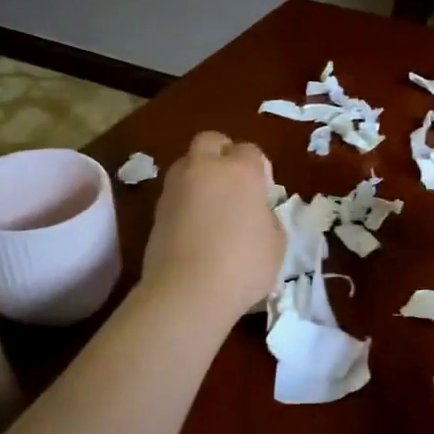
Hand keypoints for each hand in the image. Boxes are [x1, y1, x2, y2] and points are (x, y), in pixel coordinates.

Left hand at [140, 131, 283, 320]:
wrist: (187, 291)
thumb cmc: (244, 265)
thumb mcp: (276, 243)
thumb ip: (268, 218)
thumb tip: (256, 214)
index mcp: (240, 171)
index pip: (250, 151)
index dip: (259, 168)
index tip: (264, 192)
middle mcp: (205, 169)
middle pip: (211, 141)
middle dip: (222, 153)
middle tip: (233, 183)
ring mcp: (176, 187)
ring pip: (187, 164)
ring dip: (200, 175)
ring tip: (212, 206)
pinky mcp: (156, 210)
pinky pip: (175, 193)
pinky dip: (186, 201)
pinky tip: (196, 227)